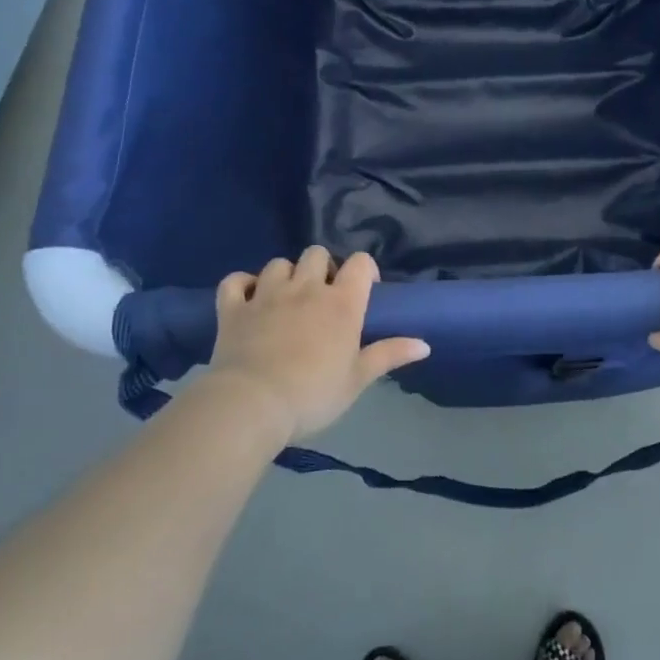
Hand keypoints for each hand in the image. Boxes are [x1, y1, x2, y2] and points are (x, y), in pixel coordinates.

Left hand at [205, 247, 428, 443]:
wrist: (252, 405)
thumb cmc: (313, 395)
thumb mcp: (357, 380)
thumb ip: (389, 355)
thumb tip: (425, 344)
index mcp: (341, 303)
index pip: (360, 263)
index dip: (364, 270)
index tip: (365, 290)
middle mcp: (306, 288)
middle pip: (317, 253)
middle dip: (322, 268)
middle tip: (323, 296)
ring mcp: (266, 294)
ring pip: (278, 263)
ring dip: (285, 275)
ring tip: (286, 298)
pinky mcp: (233, 307)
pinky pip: (235, 281)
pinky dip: (242, 285)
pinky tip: (247, 297)